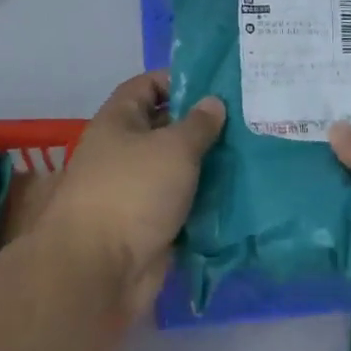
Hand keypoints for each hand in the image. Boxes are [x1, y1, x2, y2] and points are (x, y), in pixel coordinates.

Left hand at [41, 71, 225, 321]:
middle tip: (246, 120)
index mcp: (118, 121)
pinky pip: (181, 202)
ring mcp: (136, 190)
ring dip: (207, 164)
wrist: (100, 271)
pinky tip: (239, 192)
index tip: (217, 86)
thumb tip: (213, 102)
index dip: (178, 80)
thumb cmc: (133, 191)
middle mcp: (124, 150)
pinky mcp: (149, 224)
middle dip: (201, 124)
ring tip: (251, 153)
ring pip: (177, 167)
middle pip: (165, 127)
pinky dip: (204, 199)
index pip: (147, 85)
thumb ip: (198, 124)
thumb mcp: (173, 148)